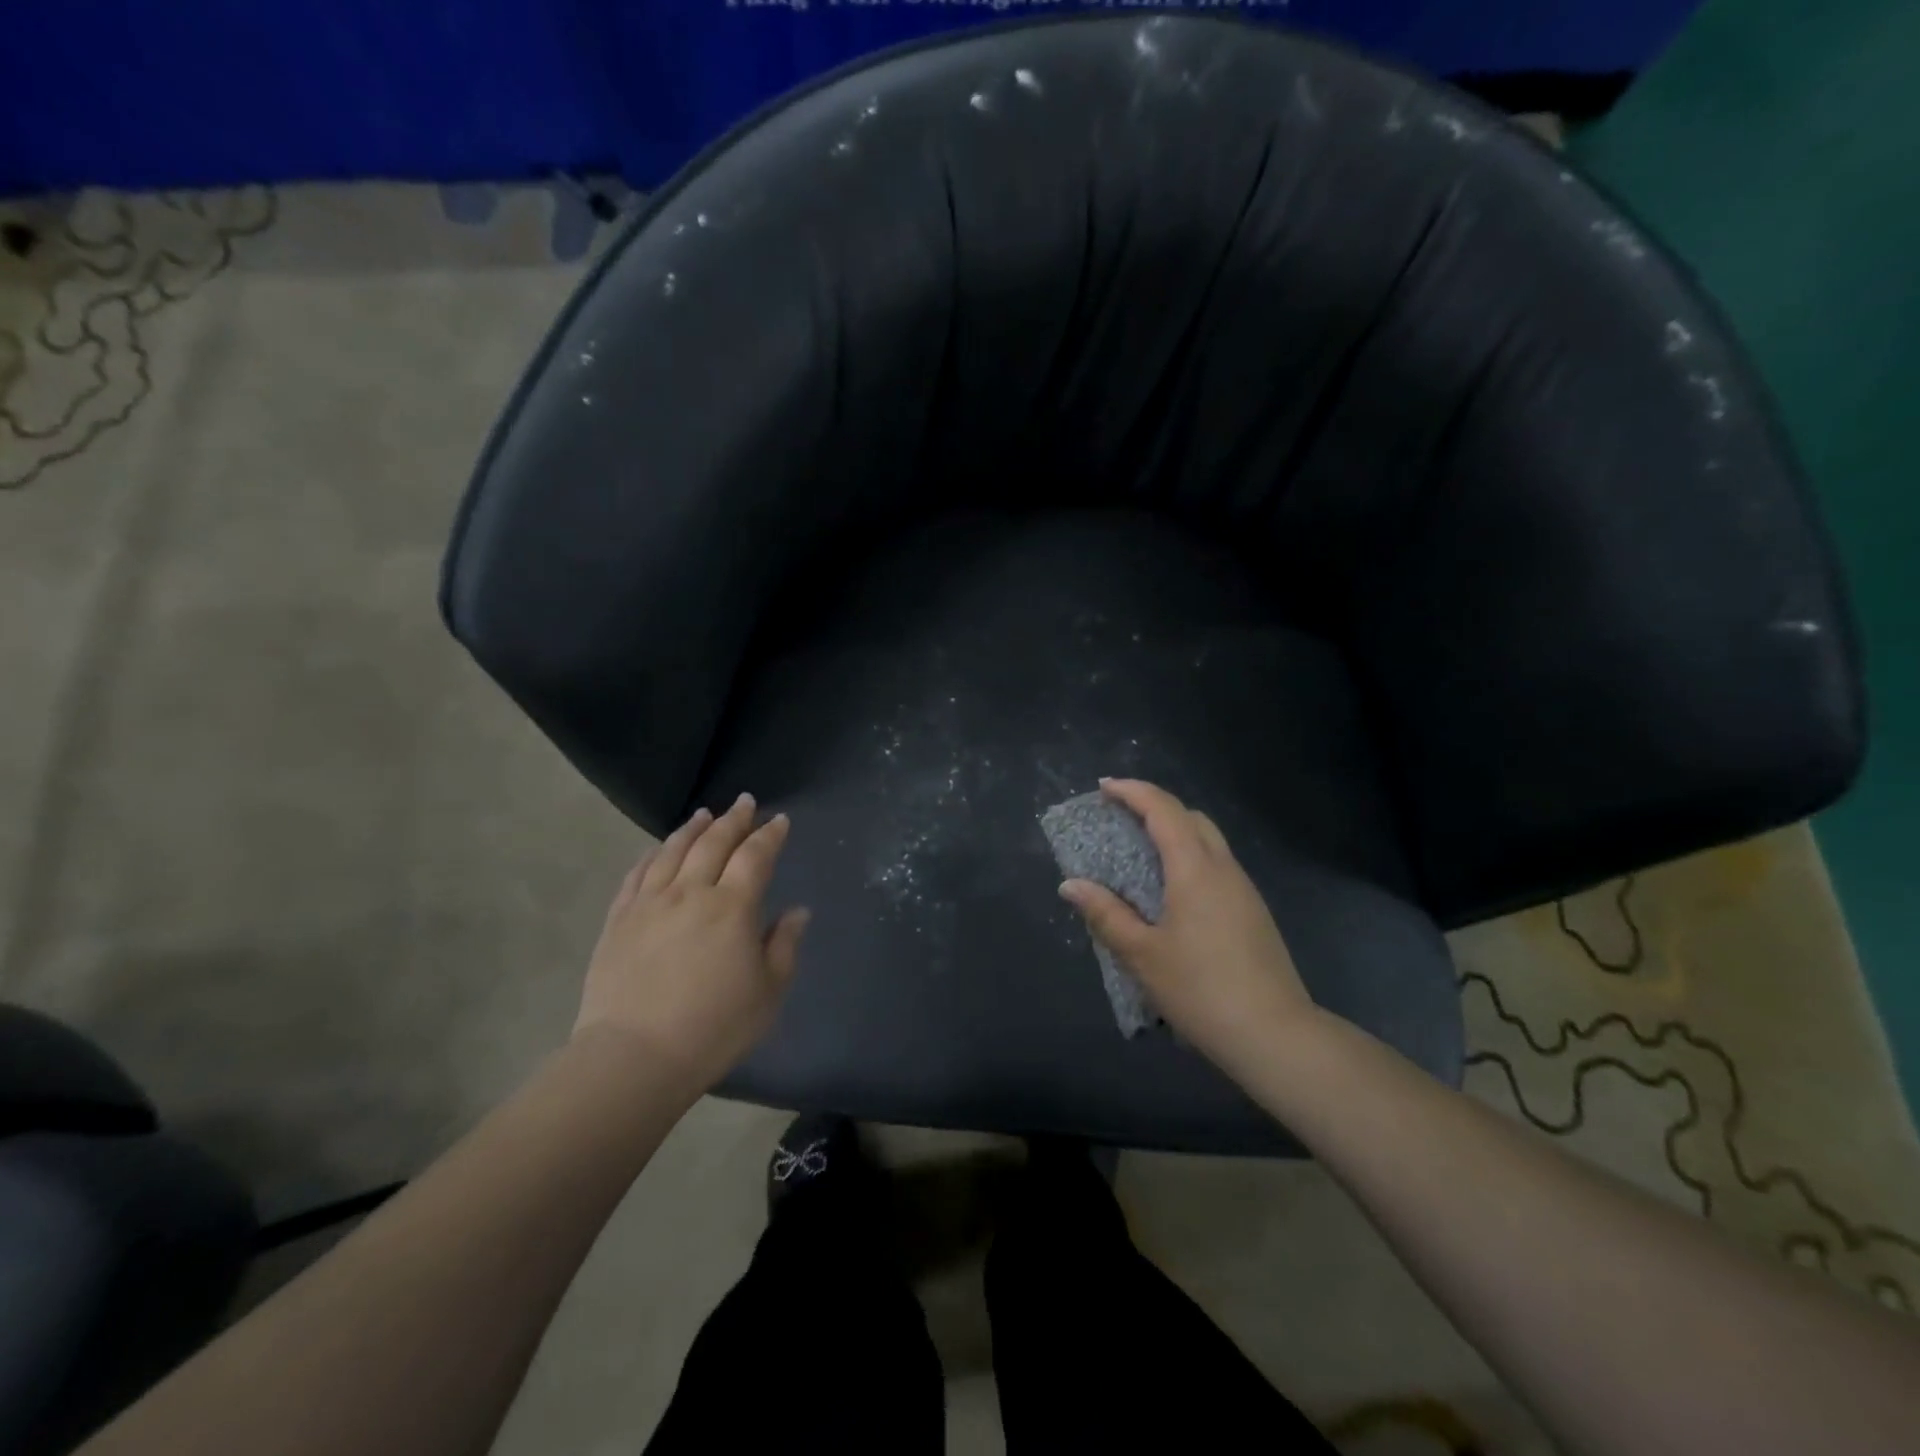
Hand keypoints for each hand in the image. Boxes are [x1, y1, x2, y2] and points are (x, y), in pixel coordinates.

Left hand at [574, 793, 809, 1094]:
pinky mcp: (618, 920)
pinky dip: (652, 855)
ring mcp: (649, 903)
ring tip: (704, 814)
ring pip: (673, 851)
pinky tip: (659, 849)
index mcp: (732, 906)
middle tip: (745, 803)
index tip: (779, 820)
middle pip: (714, 843)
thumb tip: (797, 911)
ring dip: (693, 828)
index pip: (755, 856)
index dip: (769, 835)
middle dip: (734, 820)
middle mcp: (691, 892)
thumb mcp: (768, 992)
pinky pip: (637, 874)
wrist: (634, 1057)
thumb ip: (784, 945)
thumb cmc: (714, 1027)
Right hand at [1058, 778, 1319, 1083]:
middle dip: (1155, 807)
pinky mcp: (1253, 913)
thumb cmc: (1200, 990)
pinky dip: (1189, 858)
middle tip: (1120, 819)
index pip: (1163, 810)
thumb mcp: (1142, 954)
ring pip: (1208, 841)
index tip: (1103, 788)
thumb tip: (1070, 884)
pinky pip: (1217, 866)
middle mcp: (1223, 869)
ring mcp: (1244, 890)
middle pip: (1191, 817)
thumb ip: (1105, 914)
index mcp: (1194, 869)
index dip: (1132, 791)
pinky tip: (1171, 892)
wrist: (1275, 1036)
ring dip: (1175, 833)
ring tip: (1140, 853)